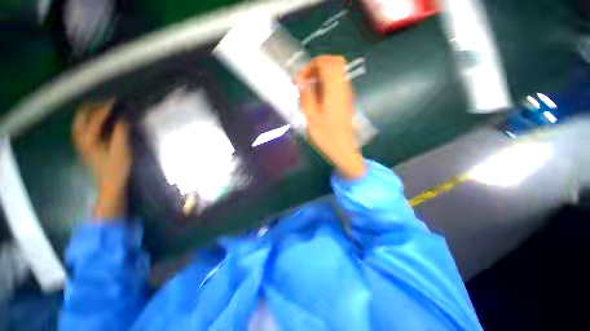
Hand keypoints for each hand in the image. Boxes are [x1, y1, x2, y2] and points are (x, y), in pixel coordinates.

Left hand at [72, 99, 130, 218]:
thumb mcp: (122, 150)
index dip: (107, 108)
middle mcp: (81, 139)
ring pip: (80, 123)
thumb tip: (122, 118)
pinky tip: (100, 124)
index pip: (96, 117)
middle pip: (81, 117)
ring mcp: (82, 144)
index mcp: (89, 139)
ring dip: (90, 115)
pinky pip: (83, 130)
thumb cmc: (117, 168)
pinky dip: (90, 123)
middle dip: (93, 108)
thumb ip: (121, 132)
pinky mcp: (86, 149)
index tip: (116, 101)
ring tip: (103, 112)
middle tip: (107, 105)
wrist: (111, 185)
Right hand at [295, 56, 365, 178]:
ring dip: (321, 75)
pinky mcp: (346, 100)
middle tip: (305, 81)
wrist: (343, 149)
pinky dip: (326, 84)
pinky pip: (337, 83)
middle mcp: (343, 87)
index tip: (299, 81)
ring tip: (309, 90)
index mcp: (335, 90)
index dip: (310, 66)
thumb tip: (301, 81)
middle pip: (334, 62)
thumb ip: (306, 96)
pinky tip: (317, 97)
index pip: (325, 63)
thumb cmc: (327, 136)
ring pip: (336, 72)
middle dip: (317, 67)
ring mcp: (346, 93)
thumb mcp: (312, 118)